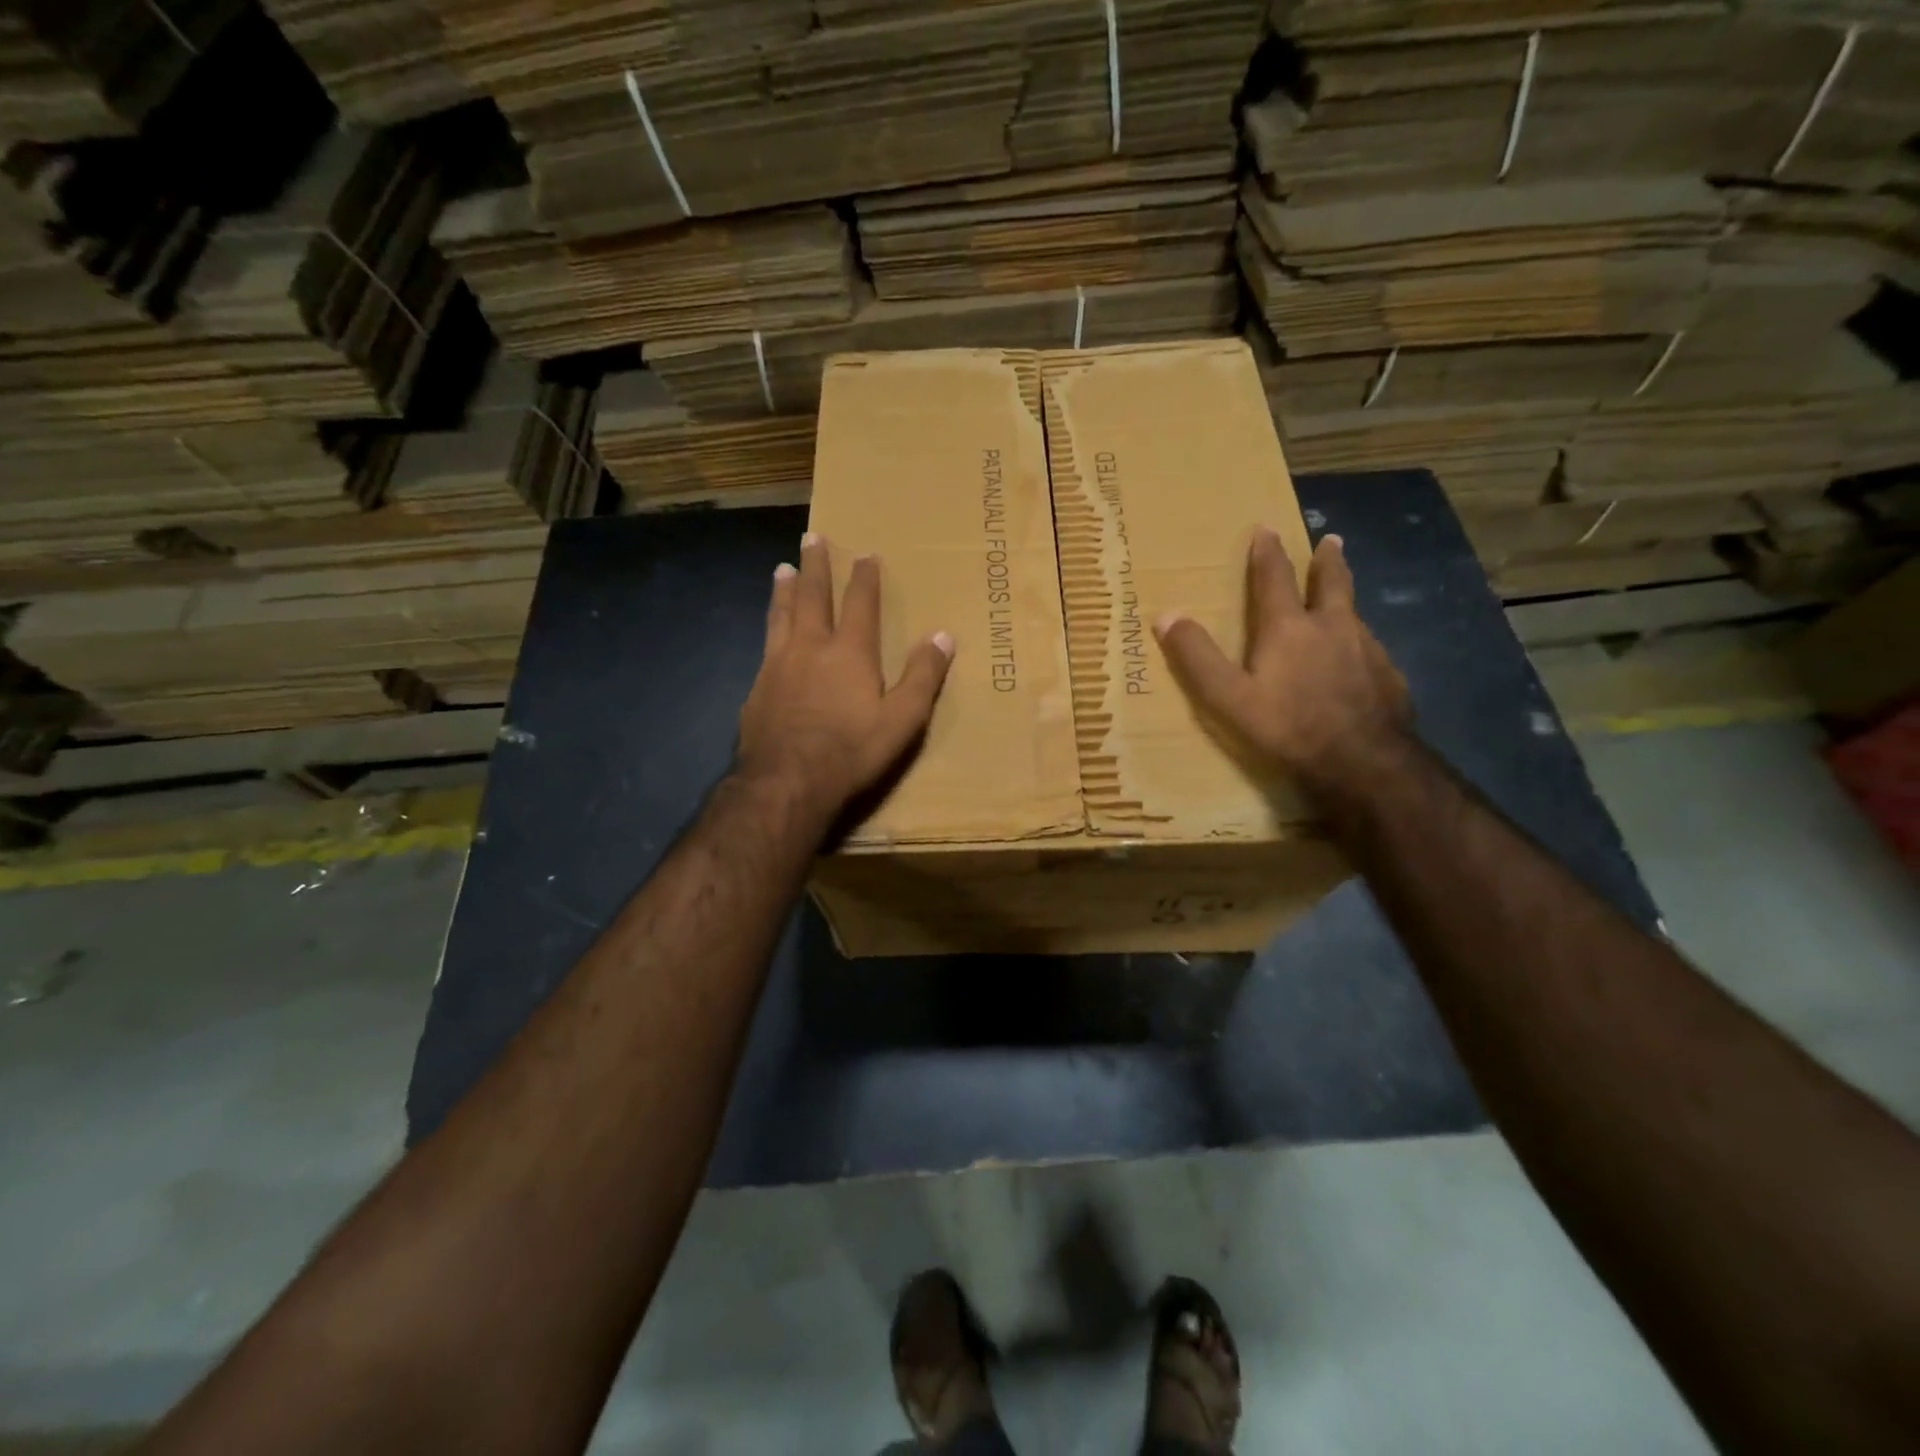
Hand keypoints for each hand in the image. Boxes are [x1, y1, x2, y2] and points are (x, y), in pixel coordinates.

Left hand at [736, 533, 953, 820]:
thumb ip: (923, 677)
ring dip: (785, 589)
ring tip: (783, 569)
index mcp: (850, 652)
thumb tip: (943, 636)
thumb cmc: (851, 751)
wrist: (786, 781)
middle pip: (813, 596)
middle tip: (811, 537)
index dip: (865, 577)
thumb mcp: (902, 719)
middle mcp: (811, 647)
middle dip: (816, 565)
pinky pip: (766, 645)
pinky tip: (769, 632)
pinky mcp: (757, 687)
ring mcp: (778, 665)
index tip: (865, 553)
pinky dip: (770, 627)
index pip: (860, 603)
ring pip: (782, 615)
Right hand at [1154, 530, 1409, 794]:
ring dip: (1345, 600)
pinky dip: (1360, 642)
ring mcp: (1368, 650)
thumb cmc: (1288, 726)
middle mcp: (1333, 627)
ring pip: (1354, 614)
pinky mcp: (1389, 677)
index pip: (1275, 578)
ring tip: (1341, 600)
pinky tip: (1359, 658)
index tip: (1267, 528)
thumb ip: (1197, 658)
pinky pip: (1370, 649)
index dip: (1267, 553)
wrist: (1364, 763)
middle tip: (1330, 541)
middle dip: (1326, 560)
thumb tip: (1166, 616)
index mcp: (1290, 628)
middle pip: (1331, 583)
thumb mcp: (1228, 697)